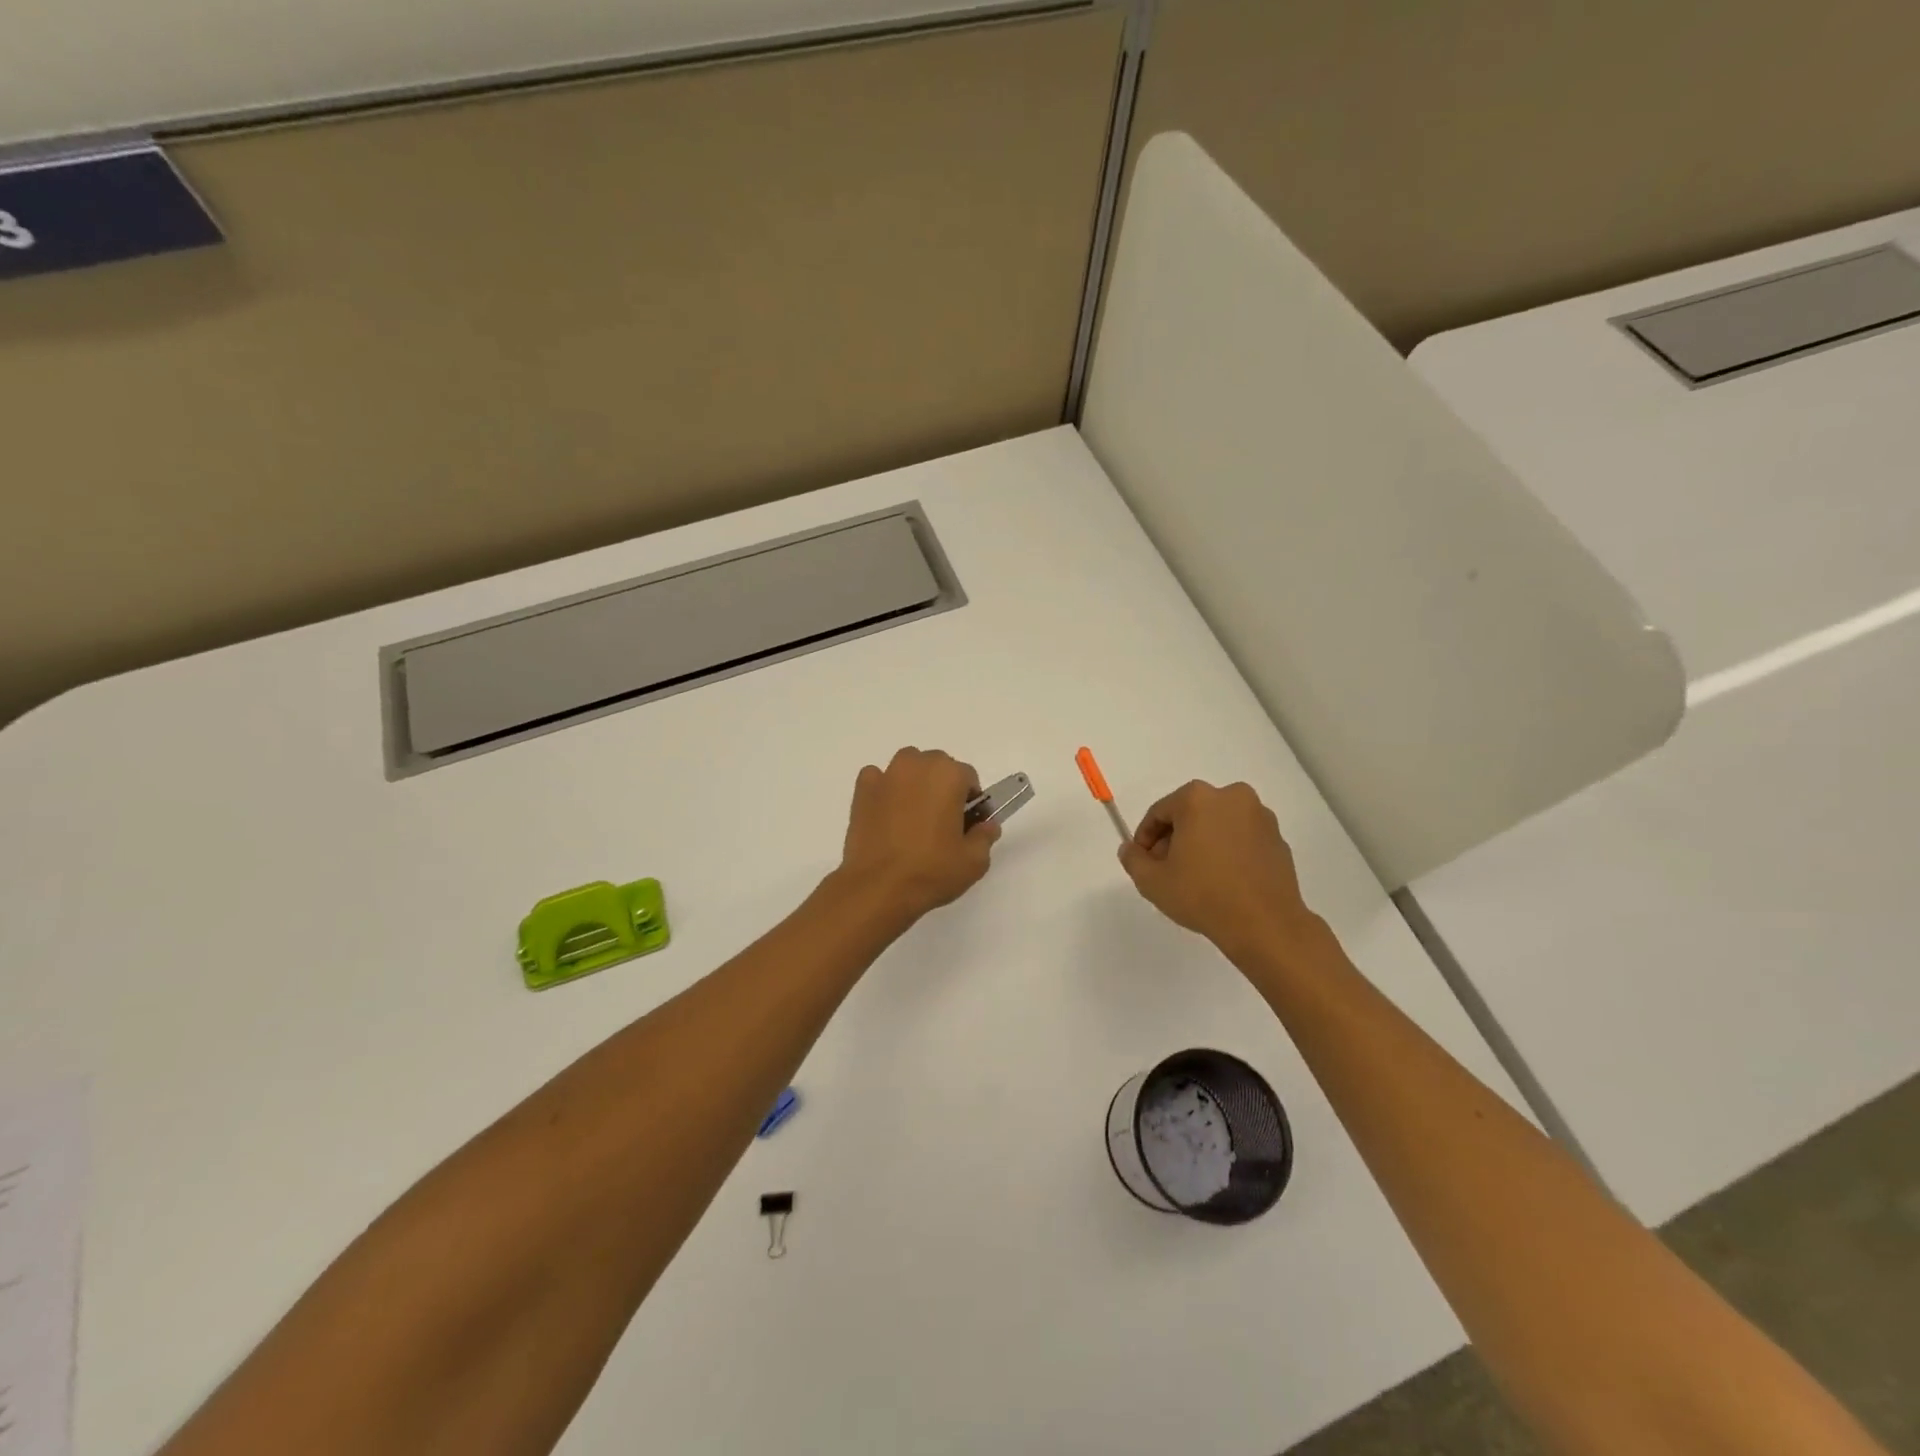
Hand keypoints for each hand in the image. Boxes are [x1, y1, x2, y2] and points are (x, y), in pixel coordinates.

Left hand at [835, 748, 999, 924]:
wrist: (878, 887)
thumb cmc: (931, 871)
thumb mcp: (974, 861)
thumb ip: (985, 836)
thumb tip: (986, 825)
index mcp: (948, 774)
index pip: (968, 777)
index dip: (971, 801)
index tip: (967, 824)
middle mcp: (917, 765)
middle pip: (937, 767)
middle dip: (942, 788)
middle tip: (941, 823)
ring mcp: (886, 775)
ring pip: (908, 768)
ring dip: (914, 783)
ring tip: (913, 818)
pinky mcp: (862, 790)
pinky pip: (879, 779)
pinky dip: (885, 790)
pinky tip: (887, 816)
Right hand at [1118, 780, 1325, 962]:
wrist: (1265, 925)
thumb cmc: (1202, 896)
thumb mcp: (1152, 881)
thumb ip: (1133, 859)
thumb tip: (1130, 849)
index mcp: (1198, 799)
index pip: (1160, 812)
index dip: (1145, 837)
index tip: (1143, 861)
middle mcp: (1232, 797)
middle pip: (1190, 814)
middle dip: (1175, 838)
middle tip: (1167, 869)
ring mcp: (1260, 817)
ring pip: (1218, 824)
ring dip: (1202, 843)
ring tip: (1195, 877)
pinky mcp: (1278, 839)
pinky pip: (1241, 838)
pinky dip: (1228, 851)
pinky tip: (1223, 880)